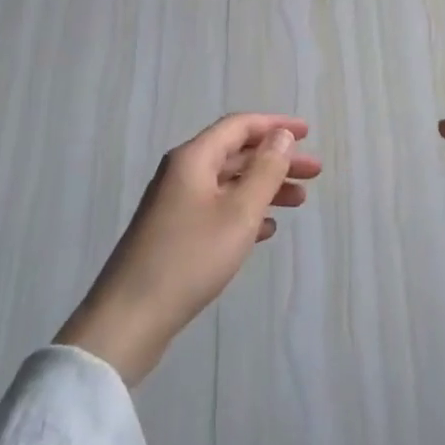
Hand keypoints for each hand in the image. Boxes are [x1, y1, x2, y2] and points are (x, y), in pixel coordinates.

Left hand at [56, 114, 320, 384]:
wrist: (130, 318)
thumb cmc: (190, 258)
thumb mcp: (239, 212)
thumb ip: (265, 170)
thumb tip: (281, 136)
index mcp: (193, 158)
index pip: (239, 126)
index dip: (275, 126)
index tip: (308, 133)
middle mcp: (182, 173)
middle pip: (236, 154)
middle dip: (276, 160)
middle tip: (314, 173)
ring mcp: (176, 204)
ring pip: (229, 183)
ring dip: (265, 187)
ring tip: (299, 201)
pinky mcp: (174, 233)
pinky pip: (218, 209)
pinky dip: (245, 212)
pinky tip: (267, 230)